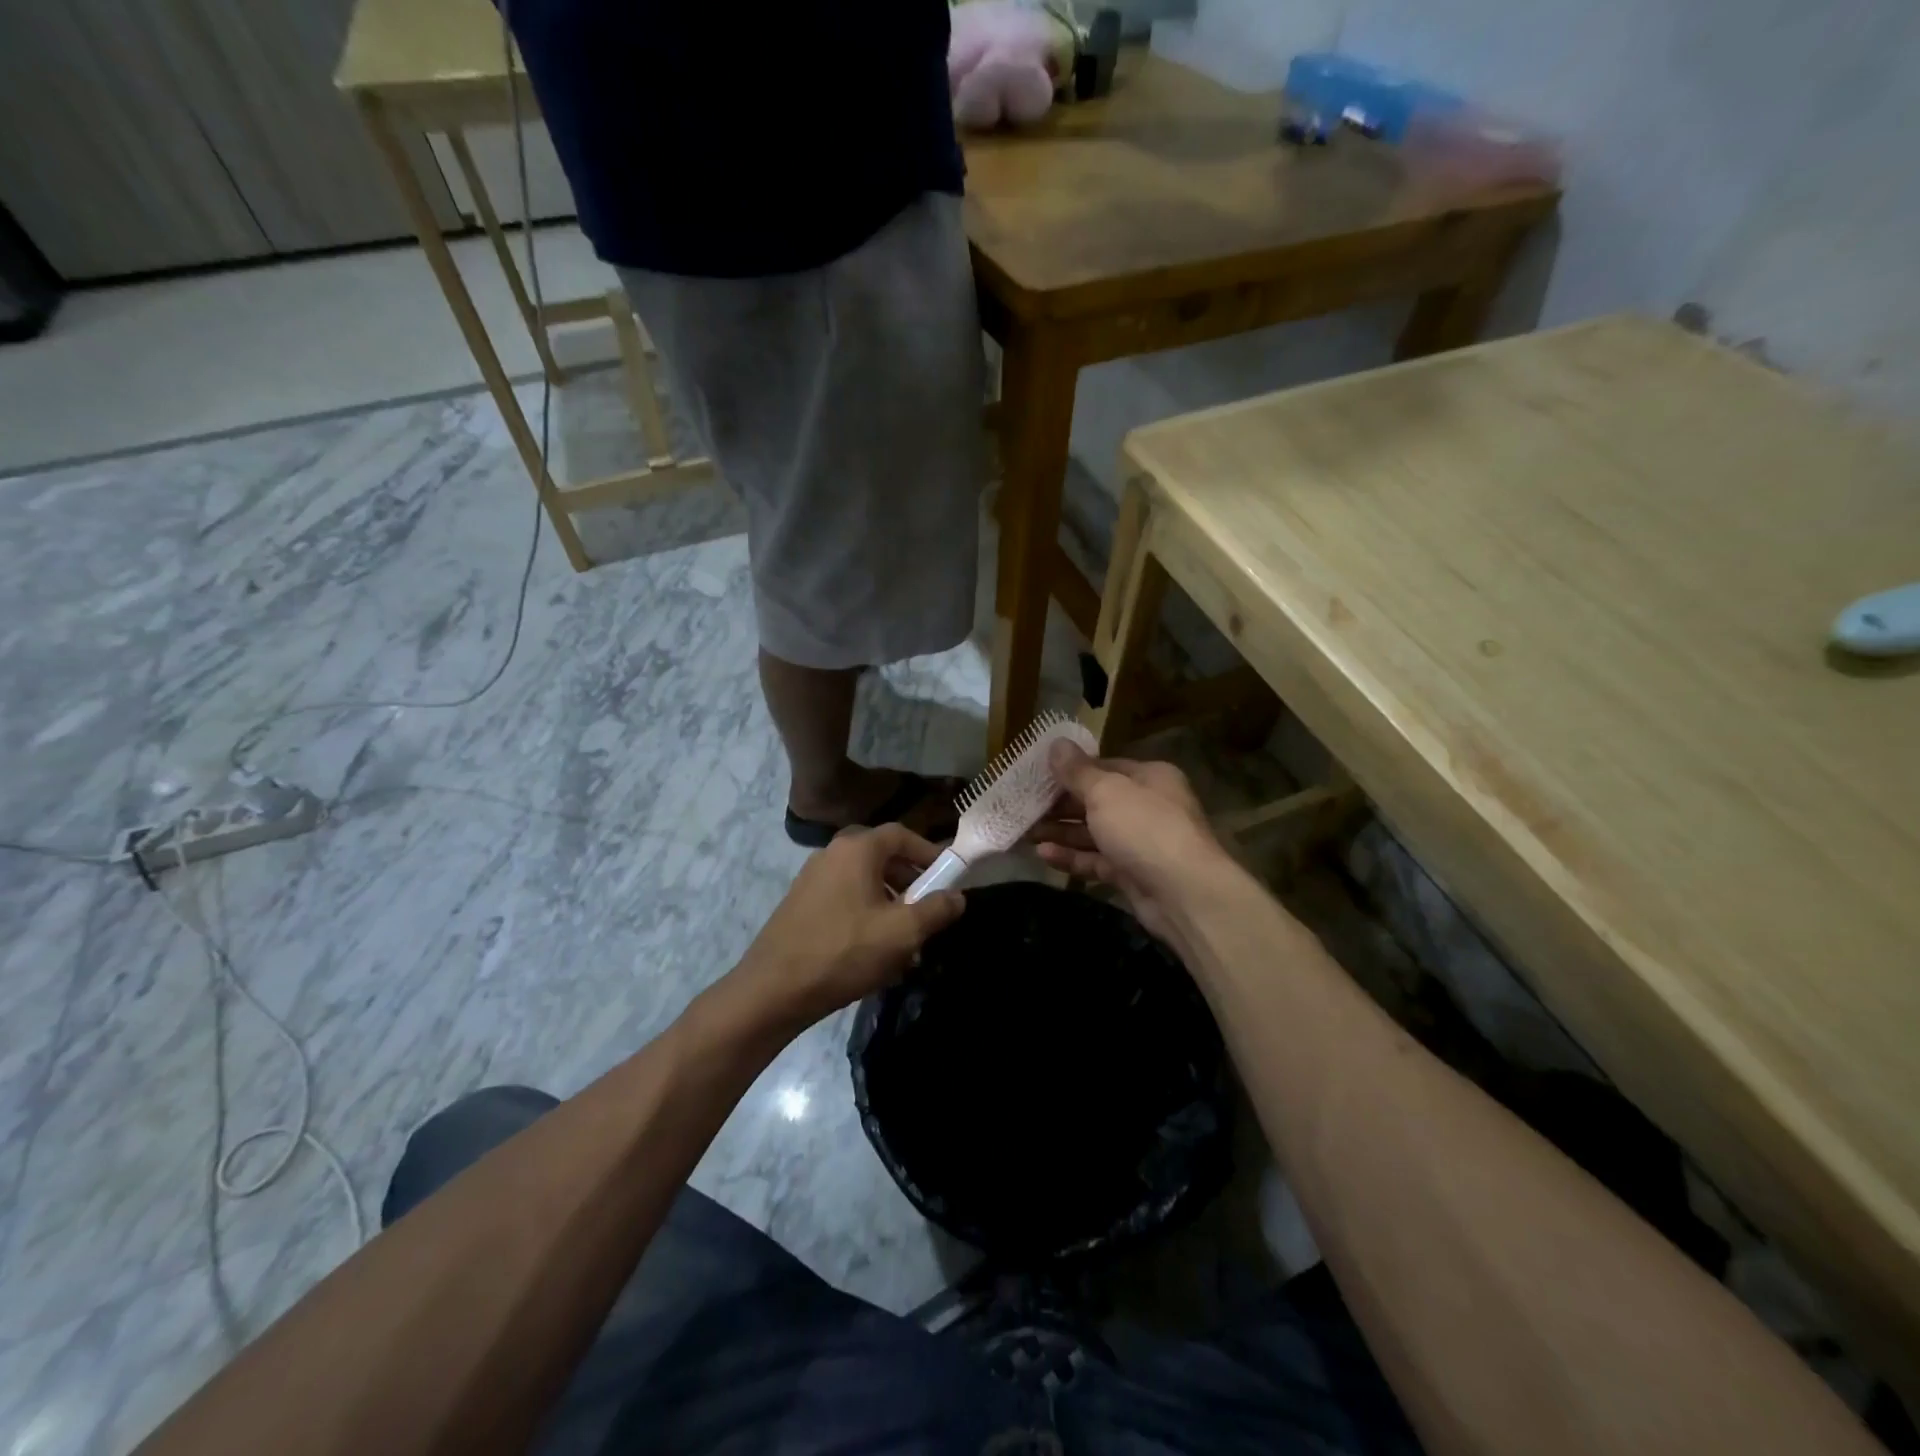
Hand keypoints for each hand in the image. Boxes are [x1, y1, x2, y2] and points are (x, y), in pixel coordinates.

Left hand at [726, 824, 965, 1033]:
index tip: (948, 878)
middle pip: (882, 856)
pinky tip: (873, 950)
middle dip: (910, 881)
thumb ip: (936, 910)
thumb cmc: (844, 952)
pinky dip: (866, 914)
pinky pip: (844, 898)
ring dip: (889, 902)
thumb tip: (958, 896)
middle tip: (927, 909)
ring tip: (904, 938)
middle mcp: (832, 854)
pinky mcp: (801, 904)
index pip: (902, 834)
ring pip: (863, 881)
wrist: (773, 990)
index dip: (929, 852)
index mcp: (856, 849)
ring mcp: (812, 878)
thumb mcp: (902, 933)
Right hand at [1031, 743, 1229, 944]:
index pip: (1104, 767)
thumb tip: (1056, 743)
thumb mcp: (1106, 791)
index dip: (1071, 771)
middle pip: (1097, 800)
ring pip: (1094, 832)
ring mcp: (1140, 842)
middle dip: (1061, 805)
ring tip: (1025, 833)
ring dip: (1061, 831)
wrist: (1183, 892)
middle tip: (1024, 807)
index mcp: (1149, 777)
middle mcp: (1147, 806)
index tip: (1038, 776)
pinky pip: (1096, 860)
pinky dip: (1072, 857)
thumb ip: (1077, 771)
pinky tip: (1043, 854)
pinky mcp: (1132, 873)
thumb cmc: (1144, 827)